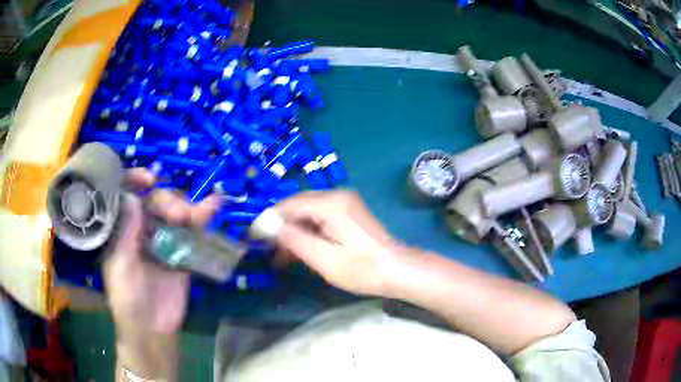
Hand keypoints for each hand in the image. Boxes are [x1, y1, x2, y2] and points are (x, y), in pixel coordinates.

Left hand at [103, 168, 221, 333]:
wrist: (153, 329)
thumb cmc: (127, 298)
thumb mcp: (120, 265)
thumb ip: (126, 232)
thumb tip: (134, 197)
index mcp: (122, 230)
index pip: (127, 196)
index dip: (135, 181)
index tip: (149, 178)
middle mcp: (141, 230)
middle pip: (155, 202)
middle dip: (167, 201)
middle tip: (179, 214)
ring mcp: (163, 241)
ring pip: (175, 214)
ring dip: (188, 208)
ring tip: (197, 214)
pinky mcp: (182, 253)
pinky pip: (191, 233)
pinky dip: (202, 220)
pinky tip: (213, 206)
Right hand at [274, 190, 406, 295]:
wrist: (397, 270)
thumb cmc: (363, 269)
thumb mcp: (324, 260)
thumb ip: (295, 240)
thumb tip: (270, 227)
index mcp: (331, 204)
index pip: (289, 205)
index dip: (268, 219)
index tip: (252, 235)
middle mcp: (336, 197)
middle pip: (297, 207)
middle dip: (279, 227)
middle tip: (264, 248)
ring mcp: (343, 204)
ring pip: (306, 215)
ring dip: (291, 233)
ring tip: (278, 256)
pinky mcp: (346, 214)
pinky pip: (318, 220)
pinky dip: (306, 234)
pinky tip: (295, 252)